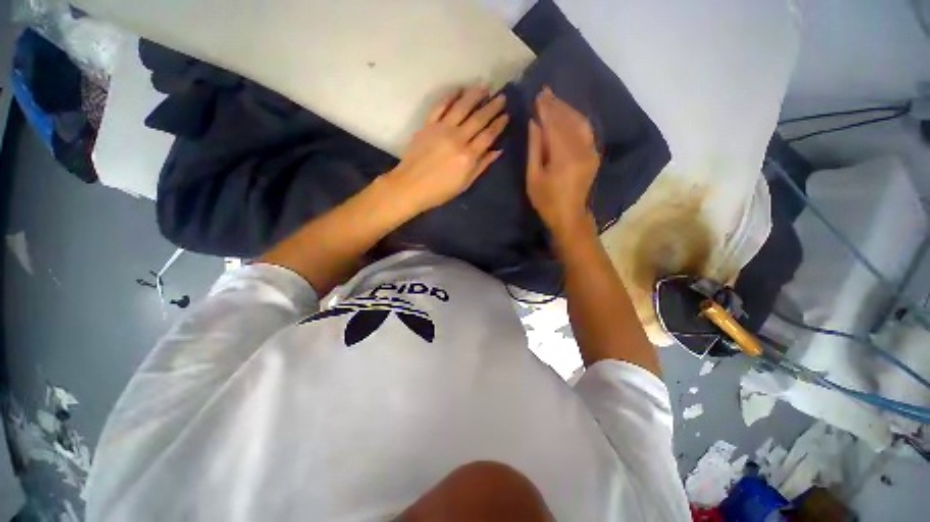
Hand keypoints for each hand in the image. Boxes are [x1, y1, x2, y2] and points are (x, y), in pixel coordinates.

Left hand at [385, 85, 508, 214]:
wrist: (410, 186)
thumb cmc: (440, 190)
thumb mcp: (464, 184)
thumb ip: (481, 166)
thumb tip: (497, 150)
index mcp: (468, 156)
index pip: (488, 135)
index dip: (498, 124)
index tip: (506, 115)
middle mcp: (457, 139)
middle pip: (478, 118)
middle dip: (492, 107)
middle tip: (502, 97)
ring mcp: (441, 129)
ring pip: (462, 107)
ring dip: (474, 95)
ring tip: (484, 86)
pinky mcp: (428, 125)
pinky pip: (440, 106)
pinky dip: (450, 96)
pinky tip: (459, 89)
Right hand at [526, 87, 599, 241]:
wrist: (569, 215)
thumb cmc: (546, 200)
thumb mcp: (533, 177)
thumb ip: (534, 148)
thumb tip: (534, 122)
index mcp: (563, 157)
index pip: (554, 125)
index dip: (546, 109)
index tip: (538, 95)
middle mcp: (581, 150)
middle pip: (568, 120)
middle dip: (556, 104)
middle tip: (545, 91)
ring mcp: (591, 151)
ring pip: (580, 122)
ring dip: (567, 109)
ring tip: (554, 99)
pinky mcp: (594, 154)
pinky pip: (586, 130)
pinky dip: (577, 118)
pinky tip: (569, 114)